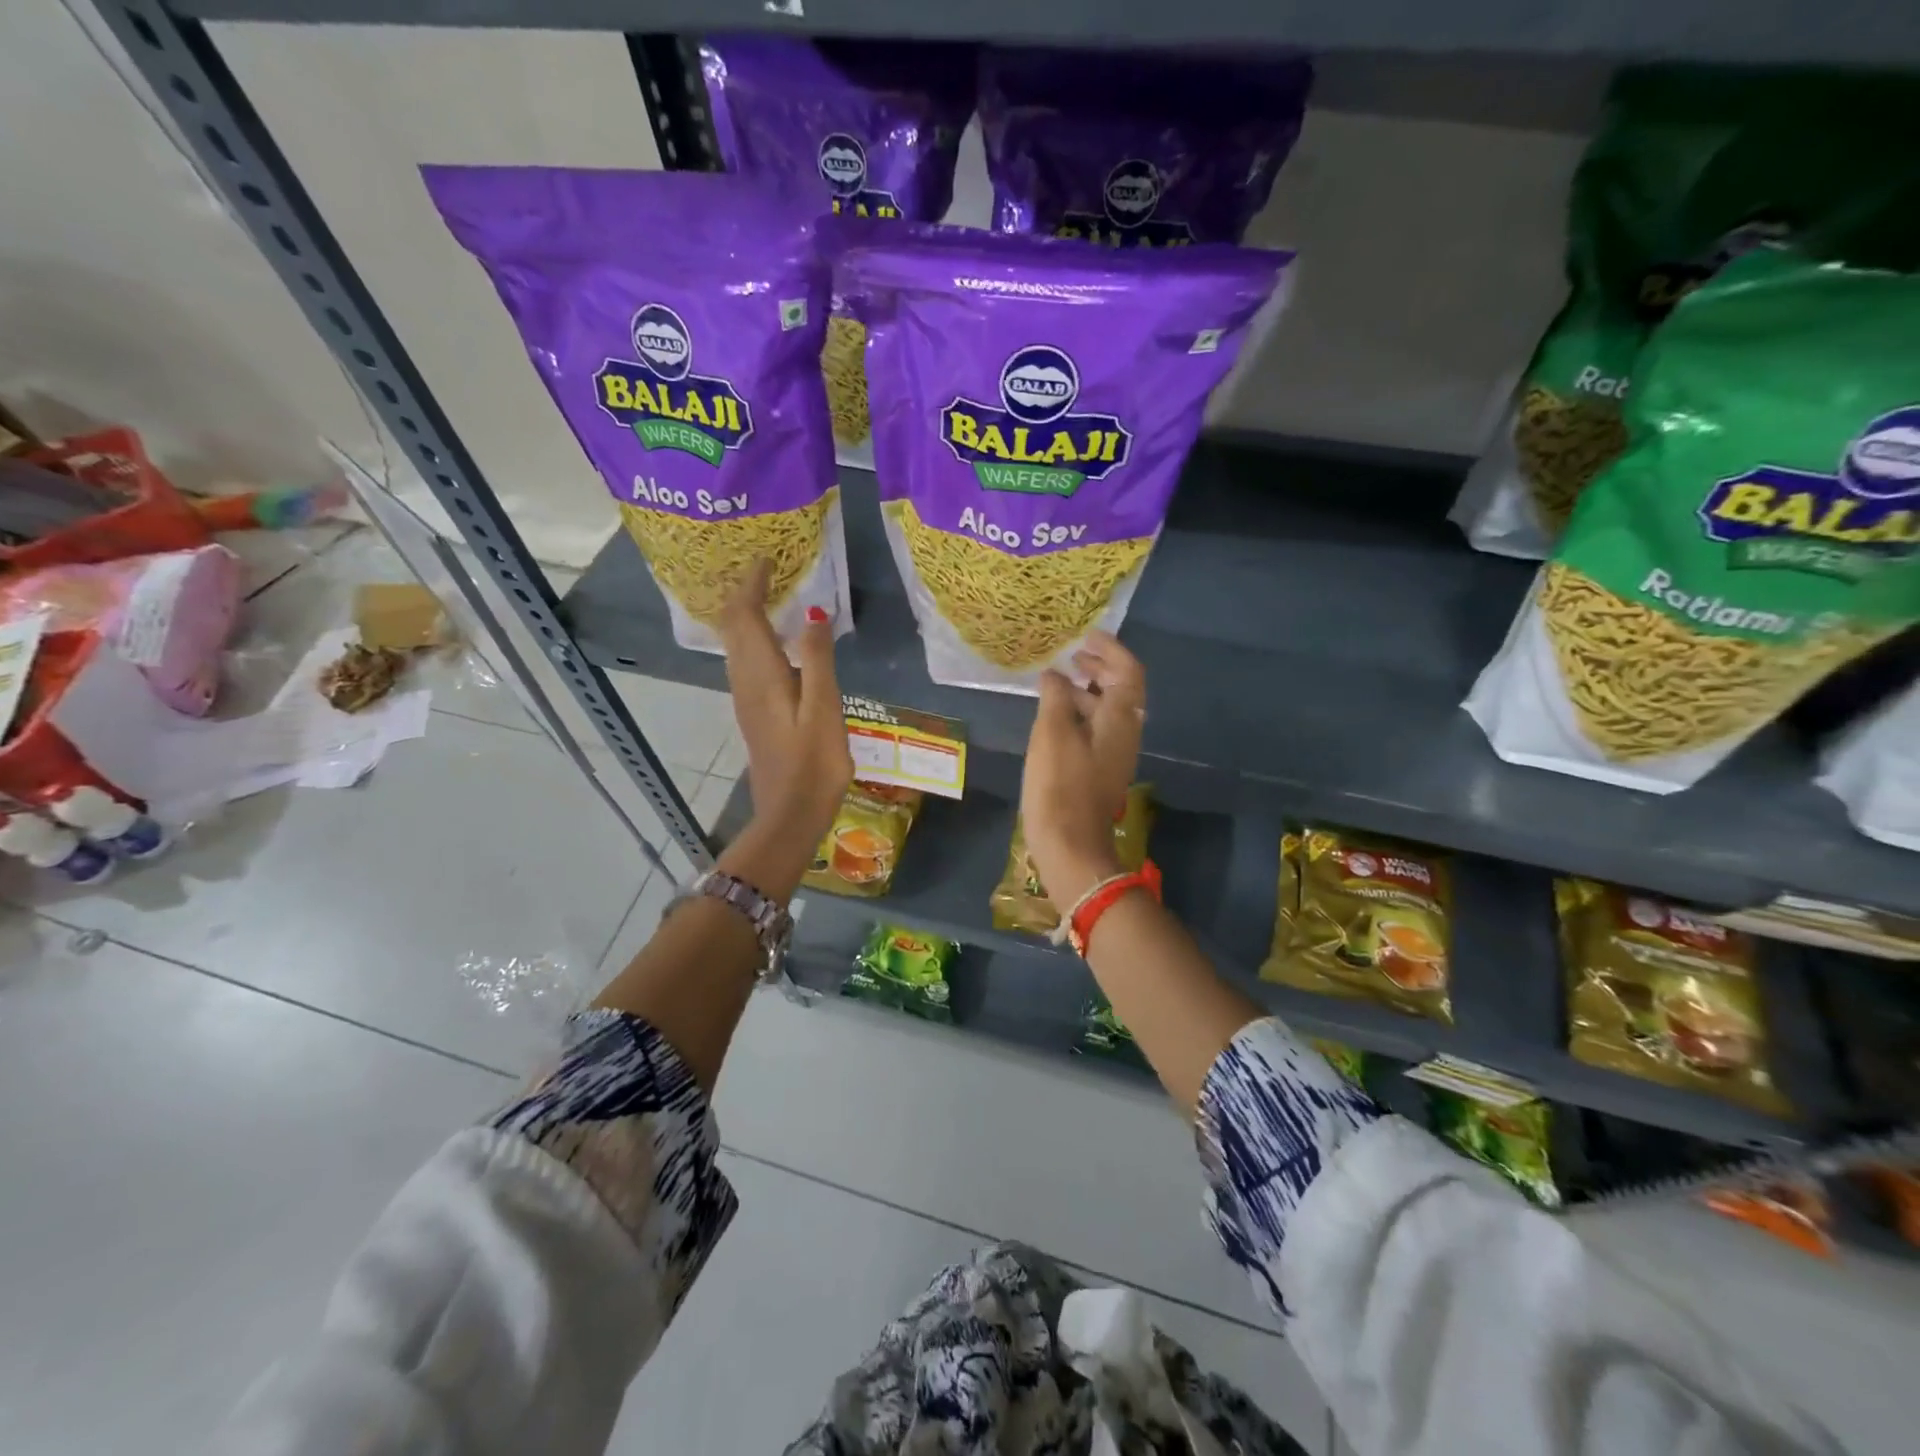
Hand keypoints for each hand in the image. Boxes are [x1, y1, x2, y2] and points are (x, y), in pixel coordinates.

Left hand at [717, 564, 851, 851]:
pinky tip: (778, 642)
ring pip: (737, 644)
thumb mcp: (824, 708)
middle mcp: (745, 681)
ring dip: (748, 614)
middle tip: (770, 571)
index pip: (744, 615)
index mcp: (762, 674)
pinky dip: (755, 638)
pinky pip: (746, 661)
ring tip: (773, 596)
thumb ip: (818, 659)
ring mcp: (746, 699)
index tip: (766, 558)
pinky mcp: (754, 713)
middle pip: (734, 626)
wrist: (790, 814)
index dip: (751, 583)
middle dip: (745, 593)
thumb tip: (814, 613)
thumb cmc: (814, 764)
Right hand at [1019, 631, 1145, 912]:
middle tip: (1074, 655)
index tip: (1087, 637)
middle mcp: (1125, 733)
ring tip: (1059, 680)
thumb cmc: (1060, 786)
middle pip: (1122, 690)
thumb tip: (1055, 675)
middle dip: (1100, 668)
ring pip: (1108, 711)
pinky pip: (1097, 729)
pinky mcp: (1099, 771)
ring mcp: (1114, 754)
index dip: (1111, 650)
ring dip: (1089, 690)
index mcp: (1121, 720)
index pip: (1129, 672)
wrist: (1070, 846)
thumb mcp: (1052, 733)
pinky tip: (1055, 716)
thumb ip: (1056, 697)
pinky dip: (1081, 712)